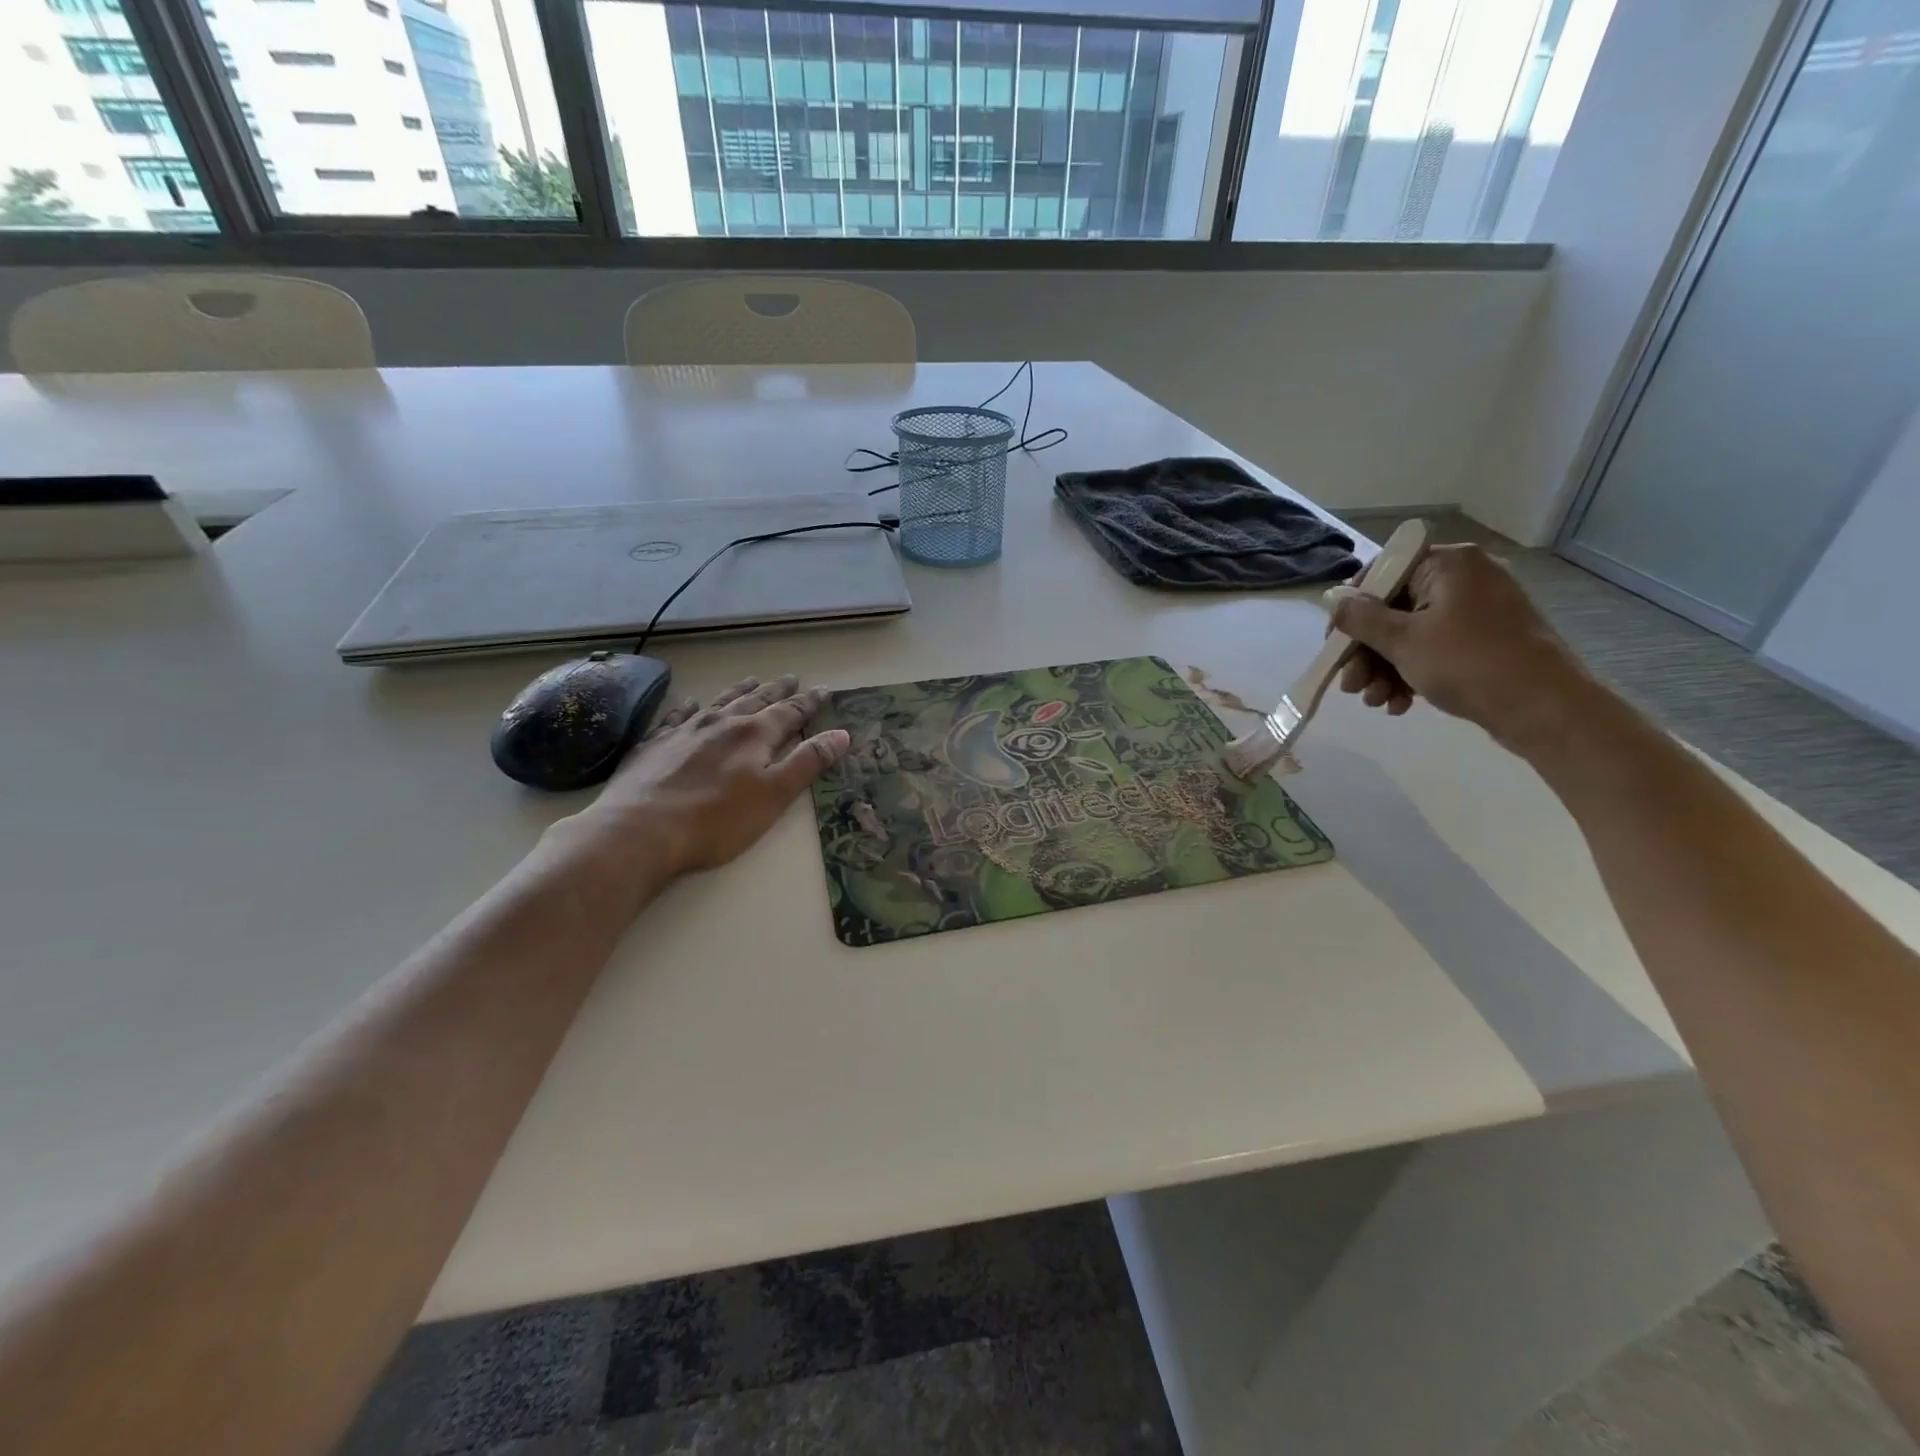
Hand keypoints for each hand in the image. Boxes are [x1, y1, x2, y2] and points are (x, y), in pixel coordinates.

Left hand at [562, 674, 850, 877]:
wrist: (640, 830)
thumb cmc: (717, 819)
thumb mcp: (775, 795)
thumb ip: (808, 762)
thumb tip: (841, 734)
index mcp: (754, 734)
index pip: (790, 712)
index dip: (809, 702)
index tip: (824, 691)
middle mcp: (721, 723)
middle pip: (756, 700)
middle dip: (777, 691)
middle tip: (791, 678)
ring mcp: (685, 730)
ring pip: (719, 702)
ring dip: (739, 691)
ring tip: (752, 680)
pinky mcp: (655, 744)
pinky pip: (677, 716)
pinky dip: (689, 708)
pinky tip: (690, 704)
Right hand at [1327, 544, 1592, 751]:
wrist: (1544, 708)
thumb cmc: (1468, 663)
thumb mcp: (1403, 640)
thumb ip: (1361, 617)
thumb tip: (1331, 597)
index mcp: (1448, 564)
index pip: (1382, 574)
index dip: (1351, 609)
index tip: (1334, 644)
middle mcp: (1464, 579)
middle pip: (1393, 610)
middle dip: (1366, 652)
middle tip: (1350, 685)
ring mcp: (1477, 612)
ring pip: (1410, 635)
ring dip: (1384, 670)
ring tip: (1375, 702)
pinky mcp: (1485, 641)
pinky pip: (1435, 650)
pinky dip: (1412, 675)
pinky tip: (1400, 705)